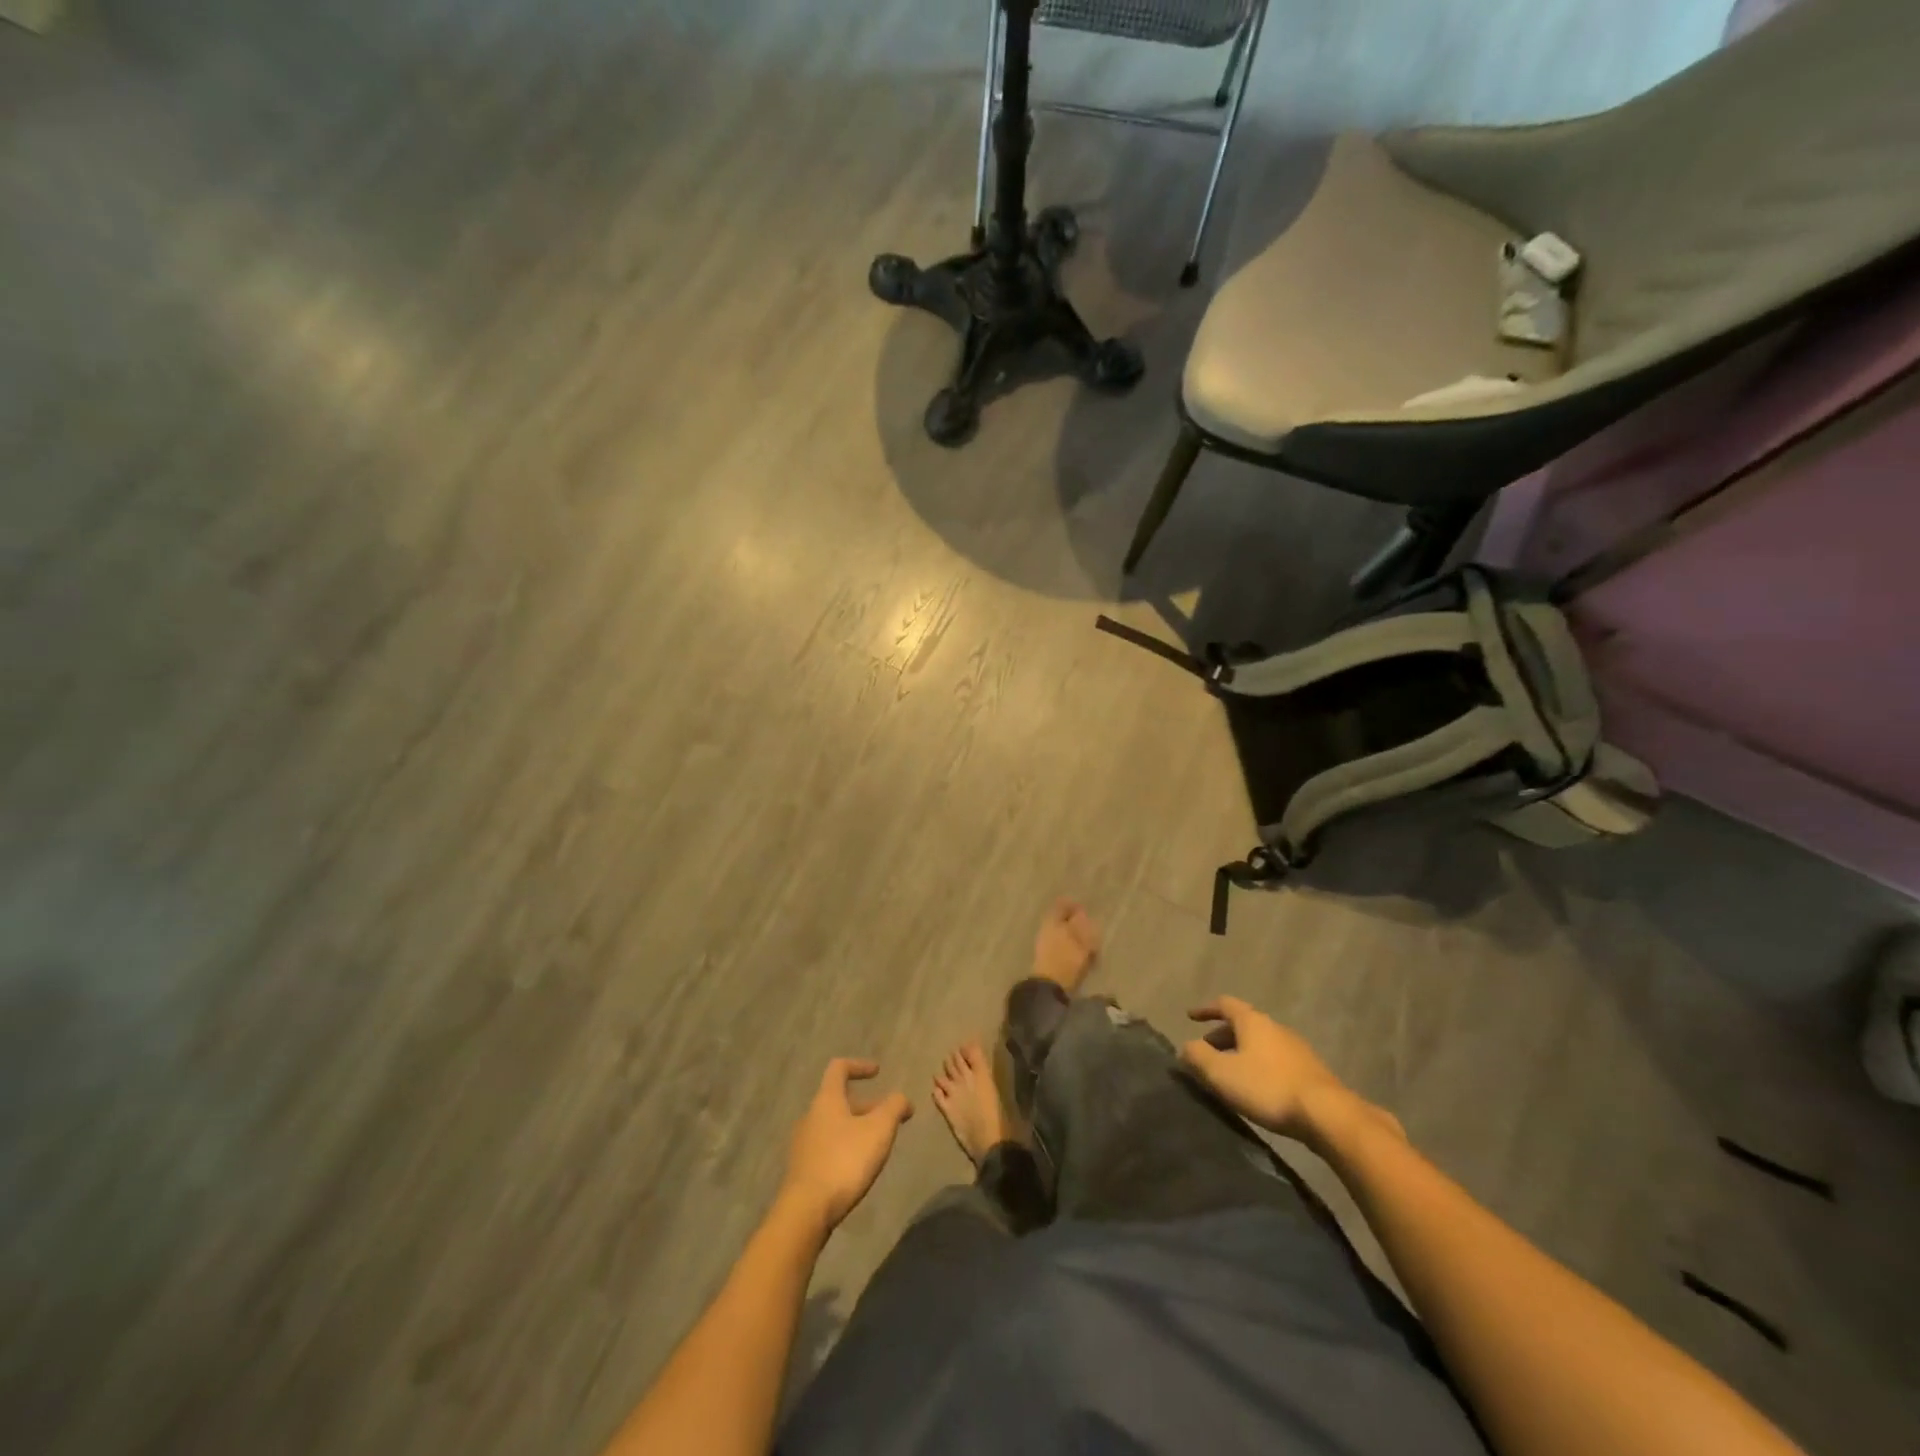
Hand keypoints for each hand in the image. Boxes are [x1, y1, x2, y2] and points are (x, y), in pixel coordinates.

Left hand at [779, 1059, 912, 1232]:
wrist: (806, 1211)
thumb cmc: (844, 1161)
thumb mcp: (879, 1130)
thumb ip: (894, 1107)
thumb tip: (902, 1098)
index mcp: (827, 1100)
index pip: (839, 1068)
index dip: (859, 1065)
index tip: (878, 1072)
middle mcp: (811, 1116)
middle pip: (838, 1099)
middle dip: (866, 1104)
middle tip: (889, 1117)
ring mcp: (803, 1144)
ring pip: (834, 1124)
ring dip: (856, 1127)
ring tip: (877, 1143)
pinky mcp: (802, 1169)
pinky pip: (827, 1146)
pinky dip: (845, 1146)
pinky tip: (858, 1166)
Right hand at [1180, 997, 1348, 1138]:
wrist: (1326, 1114)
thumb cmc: (1267, 1087)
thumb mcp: (1221, 1073)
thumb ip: (1198, 1057)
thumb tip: (1185, 1047)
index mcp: (1252, 1021)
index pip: (1224, 1004)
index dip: (1205, 1009)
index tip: (1190, 1017)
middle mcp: (1275, 1027)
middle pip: (1243, 1024)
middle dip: (1222, 1036)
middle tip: (1207, 1051)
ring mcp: (1296, 1048)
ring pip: (1260, 1043)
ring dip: (1241, 1052)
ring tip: (1229, 1072)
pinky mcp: (1309, 1071)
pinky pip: (1275, 1060)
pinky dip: (1259, 1066)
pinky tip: (1257, 1087)